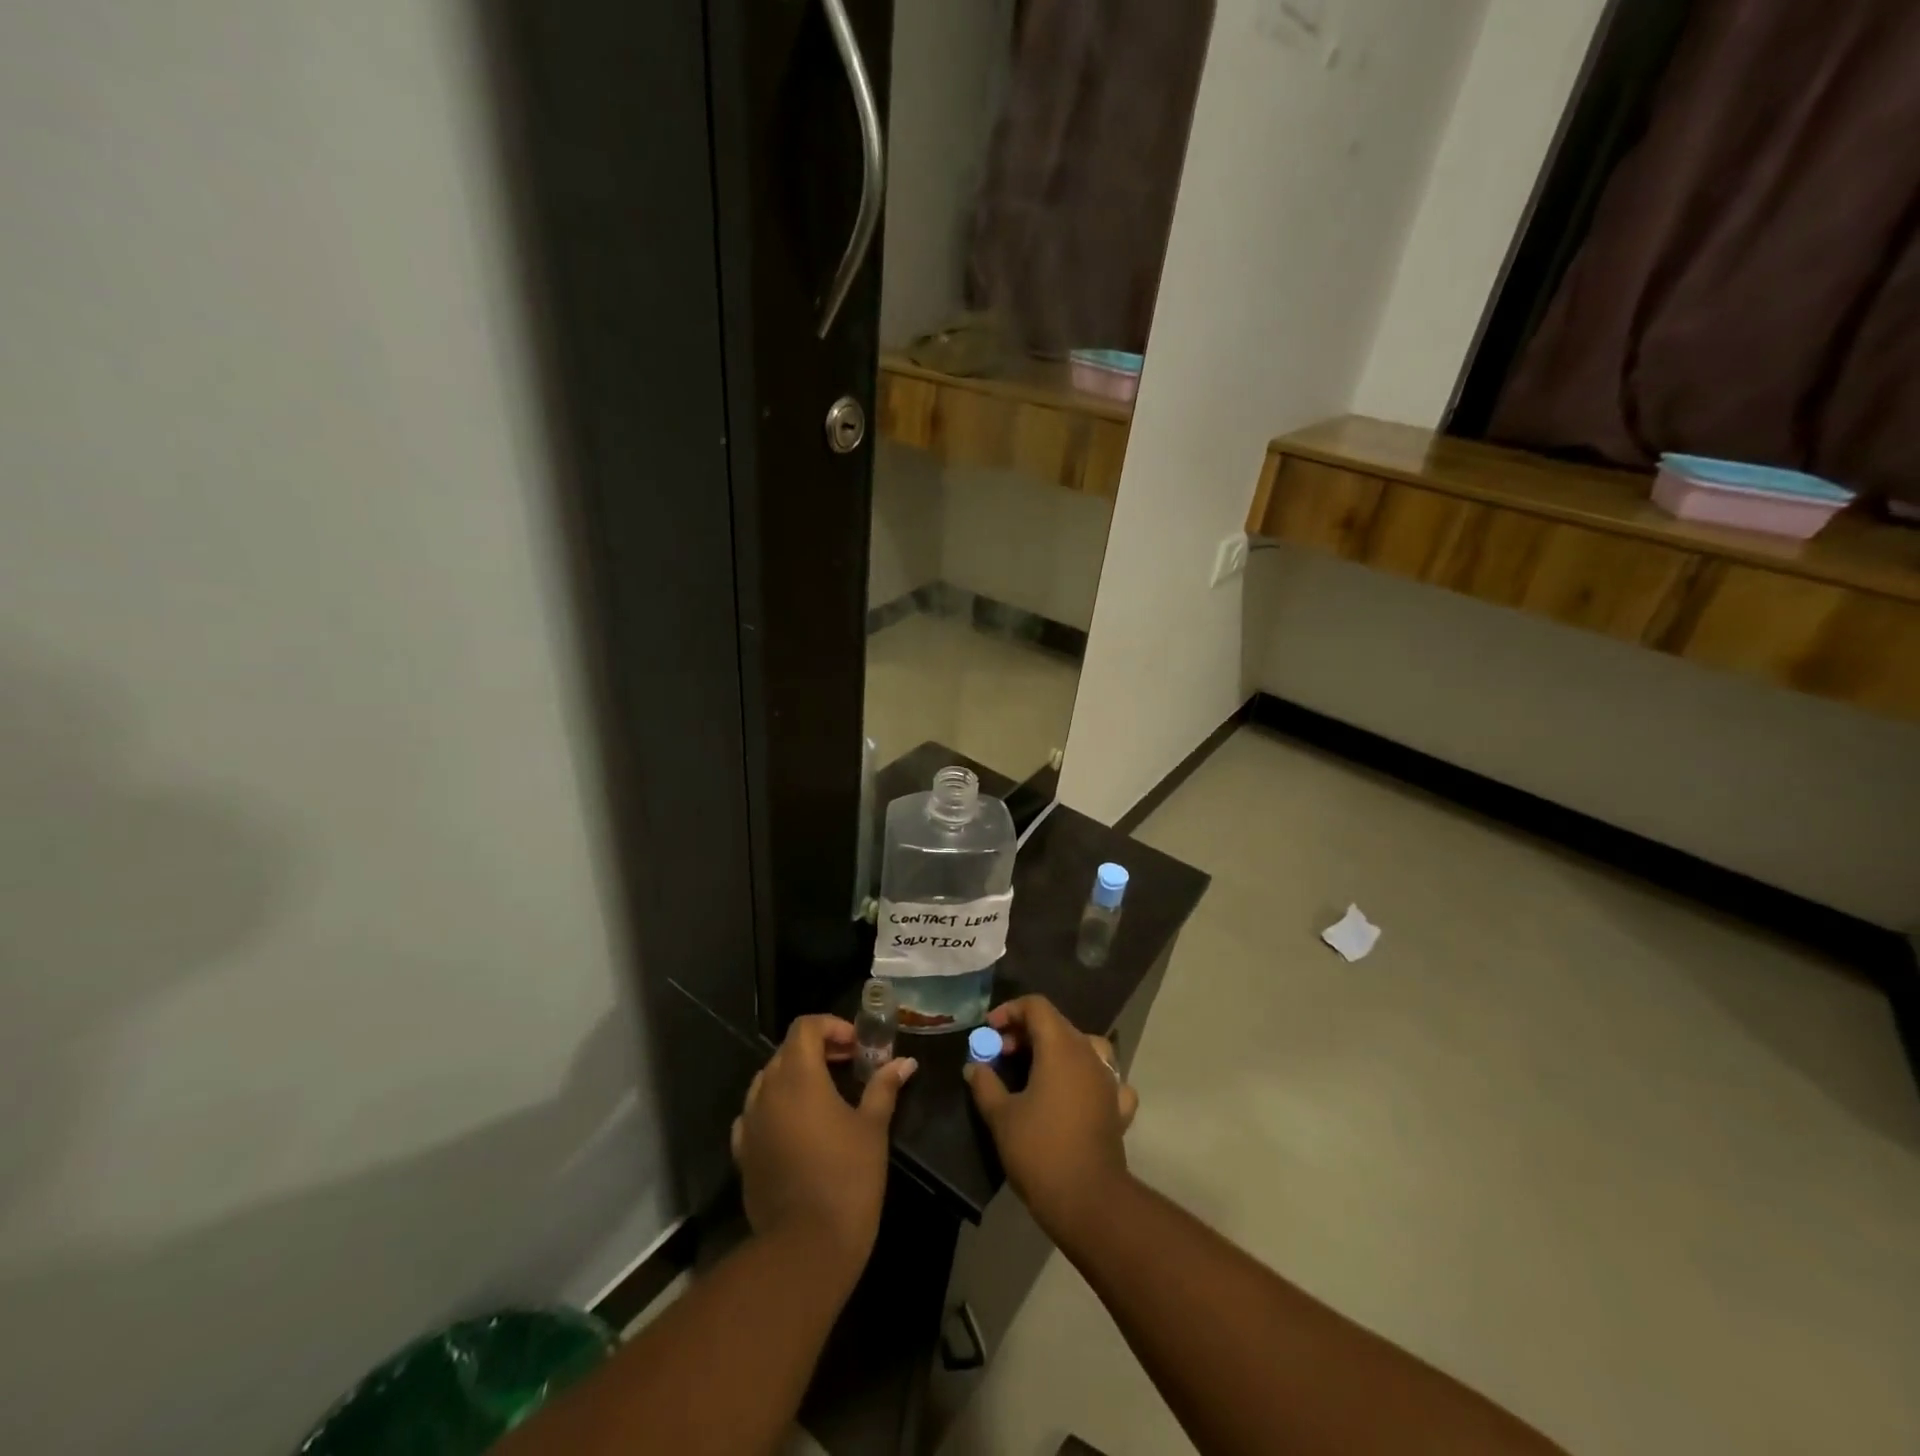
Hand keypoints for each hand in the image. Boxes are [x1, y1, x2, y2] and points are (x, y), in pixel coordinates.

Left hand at [731, 1015, 916, 1282]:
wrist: (806, 1248)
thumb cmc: (847, 1177)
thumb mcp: (873, 1127)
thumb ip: (884, 1087)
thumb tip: (904, 1062)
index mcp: (798, 1076)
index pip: (805, 1027)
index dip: (832, 1027)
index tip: (857, 1046)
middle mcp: (767, 1091)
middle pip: (787, 1050)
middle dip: (818, 1049)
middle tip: (849, 1064)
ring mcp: (750, 1123)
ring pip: (768, 1080)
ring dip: (796, 1076)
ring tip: (826, 1094)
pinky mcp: (744, 1153)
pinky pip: (756, 1114)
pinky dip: (776, 1107)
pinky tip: (798, 1126)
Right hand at [964, 995, 1138, 1240]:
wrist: (1088, 1200)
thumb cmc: (1040, 1150)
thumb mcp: (1001, 1116)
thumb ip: (985, 1084)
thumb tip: (975, 1066)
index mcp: (1060, 1046)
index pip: (1036, 1006)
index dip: (1010, 1011)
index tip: (989, 1031)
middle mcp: (1088, 1053)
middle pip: (1058, 1024)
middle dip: (1027, 1032)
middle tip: (1002, 1055)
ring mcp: (1108, 1079)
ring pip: (1083, 1046)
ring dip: (1057, 1050)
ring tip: (1035, 1071)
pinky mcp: (1118, 1107)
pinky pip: (1105, 1078)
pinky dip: (1088, 1078)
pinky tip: (1076, 1094)